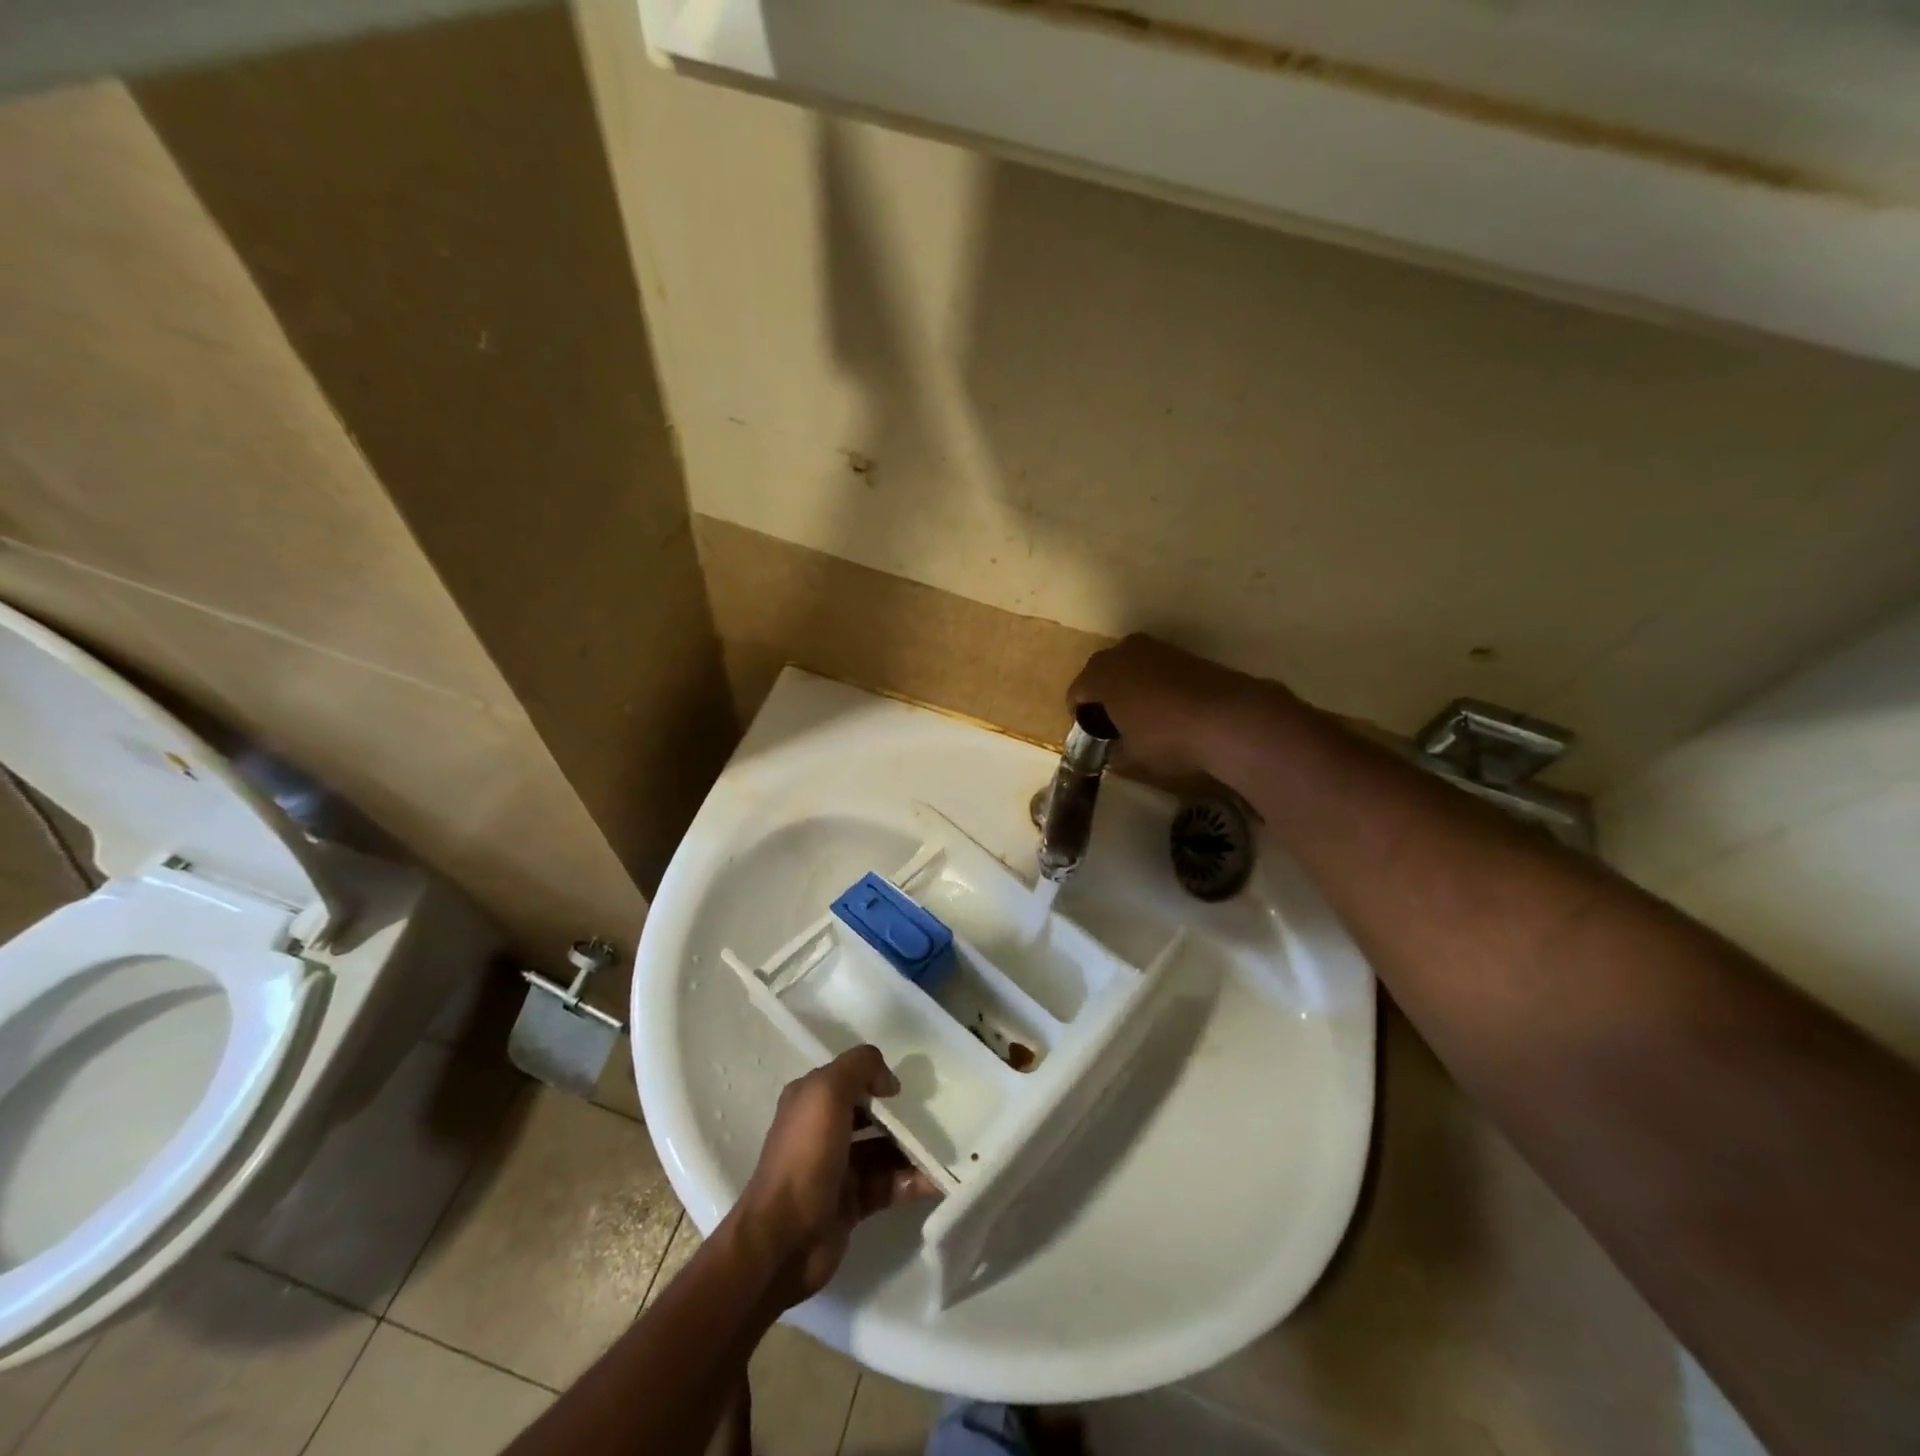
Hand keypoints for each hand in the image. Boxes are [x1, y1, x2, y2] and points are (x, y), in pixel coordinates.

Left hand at [732, 1046, 938, 1305]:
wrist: (783, 1239)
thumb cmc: (805, 1156)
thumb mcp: (827, 1092)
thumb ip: (859, 1068)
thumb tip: (889, 1081)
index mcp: (811, 1100)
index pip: (849, 1078)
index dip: (876, 1077)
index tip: (907, 1087)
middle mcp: (823, 1130)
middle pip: (870, 1114)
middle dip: (901, 1115)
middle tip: (937, 1116)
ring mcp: (838, 1168)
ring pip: (883, 1150)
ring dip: (912, 1150)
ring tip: (946, 1149)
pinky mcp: (852, 1203)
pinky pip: (888, 1184)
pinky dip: (911, 1181)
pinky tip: (936, 1181)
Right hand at [1070, 634, 1278, 778]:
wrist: (1227, 717)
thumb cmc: (1165, 737)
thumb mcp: (1132, 755)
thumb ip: (1114, 748)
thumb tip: (1113, 747)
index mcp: (1099, 675)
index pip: (1075, 694)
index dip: (1079, 717)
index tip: (1089, 737)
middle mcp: (1121, 651)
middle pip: (1100, 674)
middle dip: (1102, 697)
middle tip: (1111, 725)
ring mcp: (1154, 648)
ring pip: (1129, 667)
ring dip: (1128, 688)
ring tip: (1140, 716)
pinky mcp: (1182, 652)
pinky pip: (1154, 668)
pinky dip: (1153, 684)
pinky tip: (1166, 708)